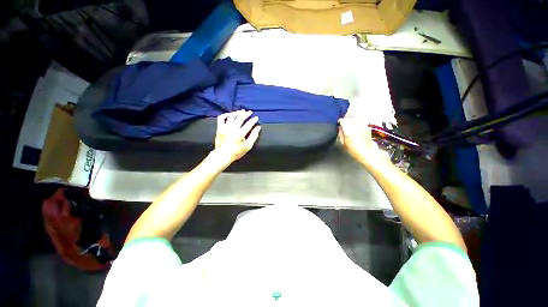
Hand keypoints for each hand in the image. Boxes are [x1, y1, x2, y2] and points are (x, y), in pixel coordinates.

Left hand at [213, 110, 260, 164]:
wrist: (223, 155)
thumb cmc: (237, 152)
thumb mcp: (248, 146)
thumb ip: (254, 136)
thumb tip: (258, 127)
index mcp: (240, 133)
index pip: (249, 124)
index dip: (253, 120)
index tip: (256, 117)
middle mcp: (232, 128)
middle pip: (240, 117)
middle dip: (246, 113)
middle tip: (250, 112)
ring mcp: (225, 127)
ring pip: (231, 115)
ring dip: (237, 112)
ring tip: (241, 111)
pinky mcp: (219, 128)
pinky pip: (221, 118)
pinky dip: (225, 114)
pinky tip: (230, 114)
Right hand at [338, 117, 386, 166]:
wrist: (366, 152)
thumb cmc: (353, 149)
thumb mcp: (343, 143)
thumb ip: (340, 134)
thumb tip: (339, 128)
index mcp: (349, 130)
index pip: (343, 121)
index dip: (340, 122)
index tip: (338, 124)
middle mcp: (356, 126)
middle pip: (349, 119)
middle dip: (345, 121)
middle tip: (343, 125)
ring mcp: (363, 126)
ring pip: (355, 119)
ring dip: (351, 121)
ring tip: (349, 125)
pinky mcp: (367, 127)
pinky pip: (360, 121)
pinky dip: (356, 122)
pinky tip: (355, 127)